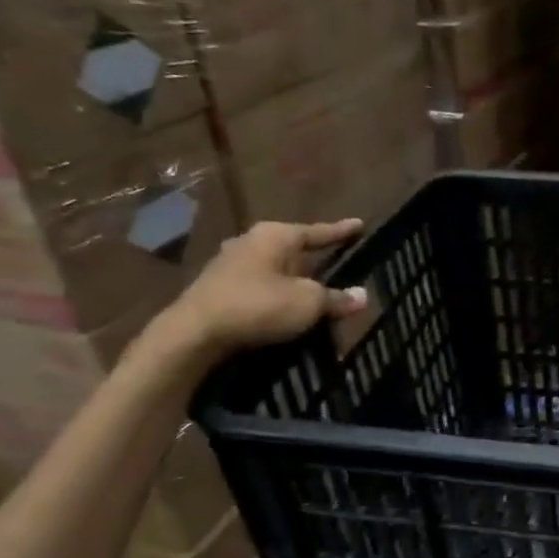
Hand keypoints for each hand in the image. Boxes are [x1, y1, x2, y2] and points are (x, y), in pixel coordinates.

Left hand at [155, 219, 366, 362]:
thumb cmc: (259, 306)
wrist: (195, 333)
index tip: (360, 224)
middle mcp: (251, 241)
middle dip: (314, 257)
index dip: (341, 231)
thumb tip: (362, 296)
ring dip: (293, 279)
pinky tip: (284, 306)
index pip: (318, 231)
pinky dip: (276, 293)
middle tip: (336, 261)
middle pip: (293, 248)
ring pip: (274, 268)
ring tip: (312, 289)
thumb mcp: (309, 303)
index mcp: (276, 236)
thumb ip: (336, 298)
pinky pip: (259, 285)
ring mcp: (230, 263)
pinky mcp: (217, 287)